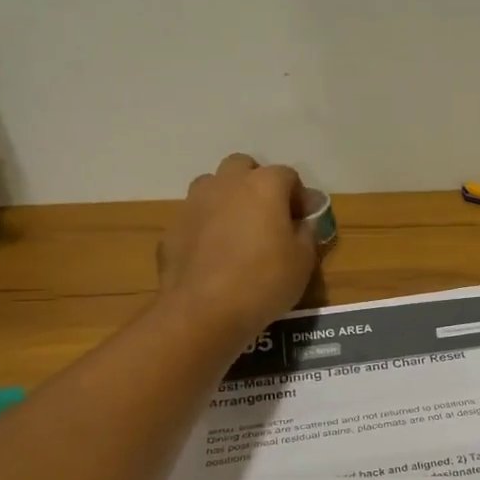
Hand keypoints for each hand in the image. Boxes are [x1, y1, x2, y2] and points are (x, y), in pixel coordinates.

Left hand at [158, 154, 316, 338]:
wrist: (203, 312)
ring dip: (227, 199)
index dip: (299, 197)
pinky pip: (195, 219)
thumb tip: (304, 221)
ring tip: (238, 232)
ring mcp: (193, 204)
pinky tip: (213, 257)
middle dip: (257, 184)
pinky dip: (206, 228)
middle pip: (242, 167)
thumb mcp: (303, 261)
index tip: (304, 221)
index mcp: (263, 186)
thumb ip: (307, 232)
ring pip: (212, 187)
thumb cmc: (264, 281)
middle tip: (268, 216)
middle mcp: (226, 184)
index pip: (287, 175)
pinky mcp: (172, 230)